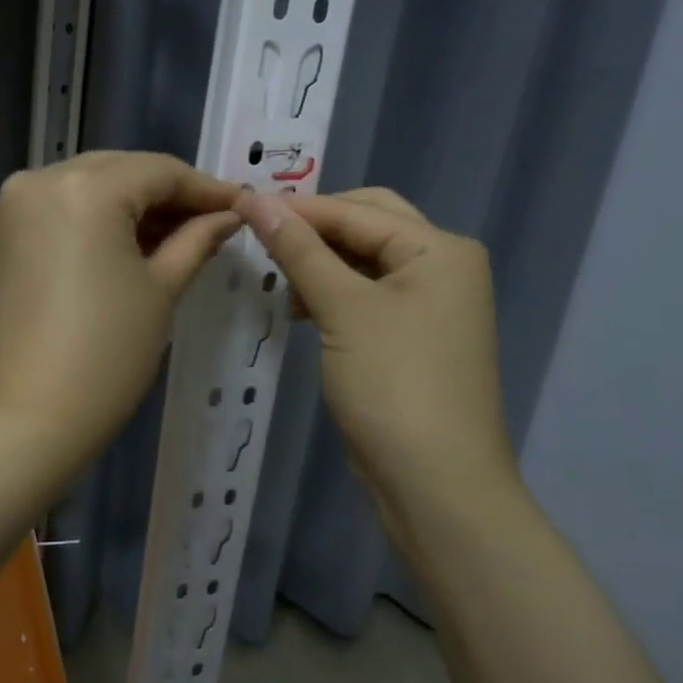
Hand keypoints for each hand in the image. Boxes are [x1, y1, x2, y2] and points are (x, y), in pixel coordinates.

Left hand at [0, 152, 239, 467]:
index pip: (158, 171)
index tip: (243, 205)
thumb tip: (227, 216)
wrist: (29, 416)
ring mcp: (15, 205)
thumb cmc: (107, 354)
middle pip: (121, 171)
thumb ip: (196, 240)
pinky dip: (99, 217)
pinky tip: (134, 241)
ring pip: (90, 185)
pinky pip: (63, 207)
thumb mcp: (161, 290)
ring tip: (180, 235)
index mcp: (84, 188)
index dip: (205, 188)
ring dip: (134, 204)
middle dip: (169, 194)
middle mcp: (41, 179)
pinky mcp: (4, 232)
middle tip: (214, 221)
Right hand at [235, 187, 519, 533]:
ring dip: (320, 263)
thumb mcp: (342, 309)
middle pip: (367, 227)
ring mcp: (431, 305)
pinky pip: (366, 296)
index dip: (297, 208)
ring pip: (364, 262)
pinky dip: (332, 294)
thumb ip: (299, 249)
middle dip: (314, 229)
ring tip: (276, 279)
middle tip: (260, 236)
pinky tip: (300, 308)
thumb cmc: (393, 384)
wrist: (436, 484)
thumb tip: (253, 198)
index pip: (356, 210)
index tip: (239, 205)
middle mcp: (442, 267)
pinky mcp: (413, 338)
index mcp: (439, 249)